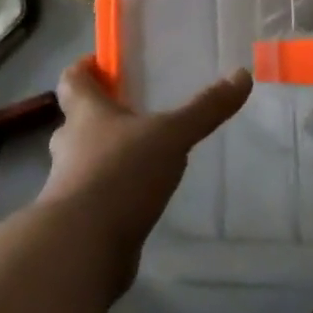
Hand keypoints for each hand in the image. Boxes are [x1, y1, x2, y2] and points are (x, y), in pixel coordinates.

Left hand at [41, 57, 252, 281]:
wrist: (81, 248)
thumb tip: (242, 74)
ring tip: (145, 155)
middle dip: (102, 115)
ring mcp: (69, 185)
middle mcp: (69, 145)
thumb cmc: (121, 174)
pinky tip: (140, 198)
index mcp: (86, 115)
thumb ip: (205, 109)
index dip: (84, 69)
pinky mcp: (78, 220)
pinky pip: (96, 196)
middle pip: (78, 121)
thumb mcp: (171, 136)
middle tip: (135, 110)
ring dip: (109, 156)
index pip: (72, 81)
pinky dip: (114, 193)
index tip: (102, 64)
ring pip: (86, 160)